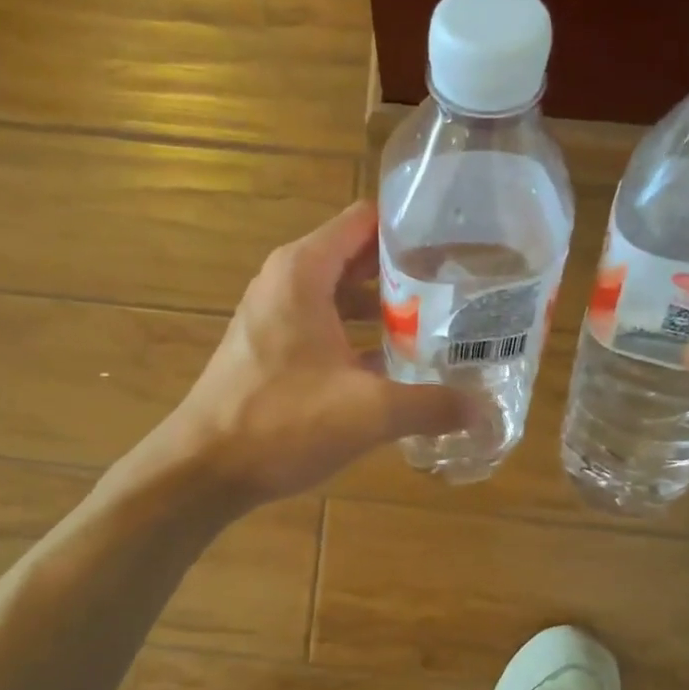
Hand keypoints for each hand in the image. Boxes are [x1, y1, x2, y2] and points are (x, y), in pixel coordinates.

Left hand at [162, 202, 479, 506]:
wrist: (203, 469)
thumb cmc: (281, 423)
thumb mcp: (368, 412)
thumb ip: (432, 405)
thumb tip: (485, 411)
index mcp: (304, 271)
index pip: (366, 220)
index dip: (412, 230)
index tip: (457, 251)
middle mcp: (286, 281)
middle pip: (357, 257)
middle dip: (406, 274)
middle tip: (458, 292)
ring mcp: (273, 315)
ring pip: (341, 296)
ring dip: (384, 310)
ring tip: (436, 328)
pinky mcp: (269, 347)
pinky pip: (324, 326)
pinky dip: (358, 337)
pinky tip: (394, 367)